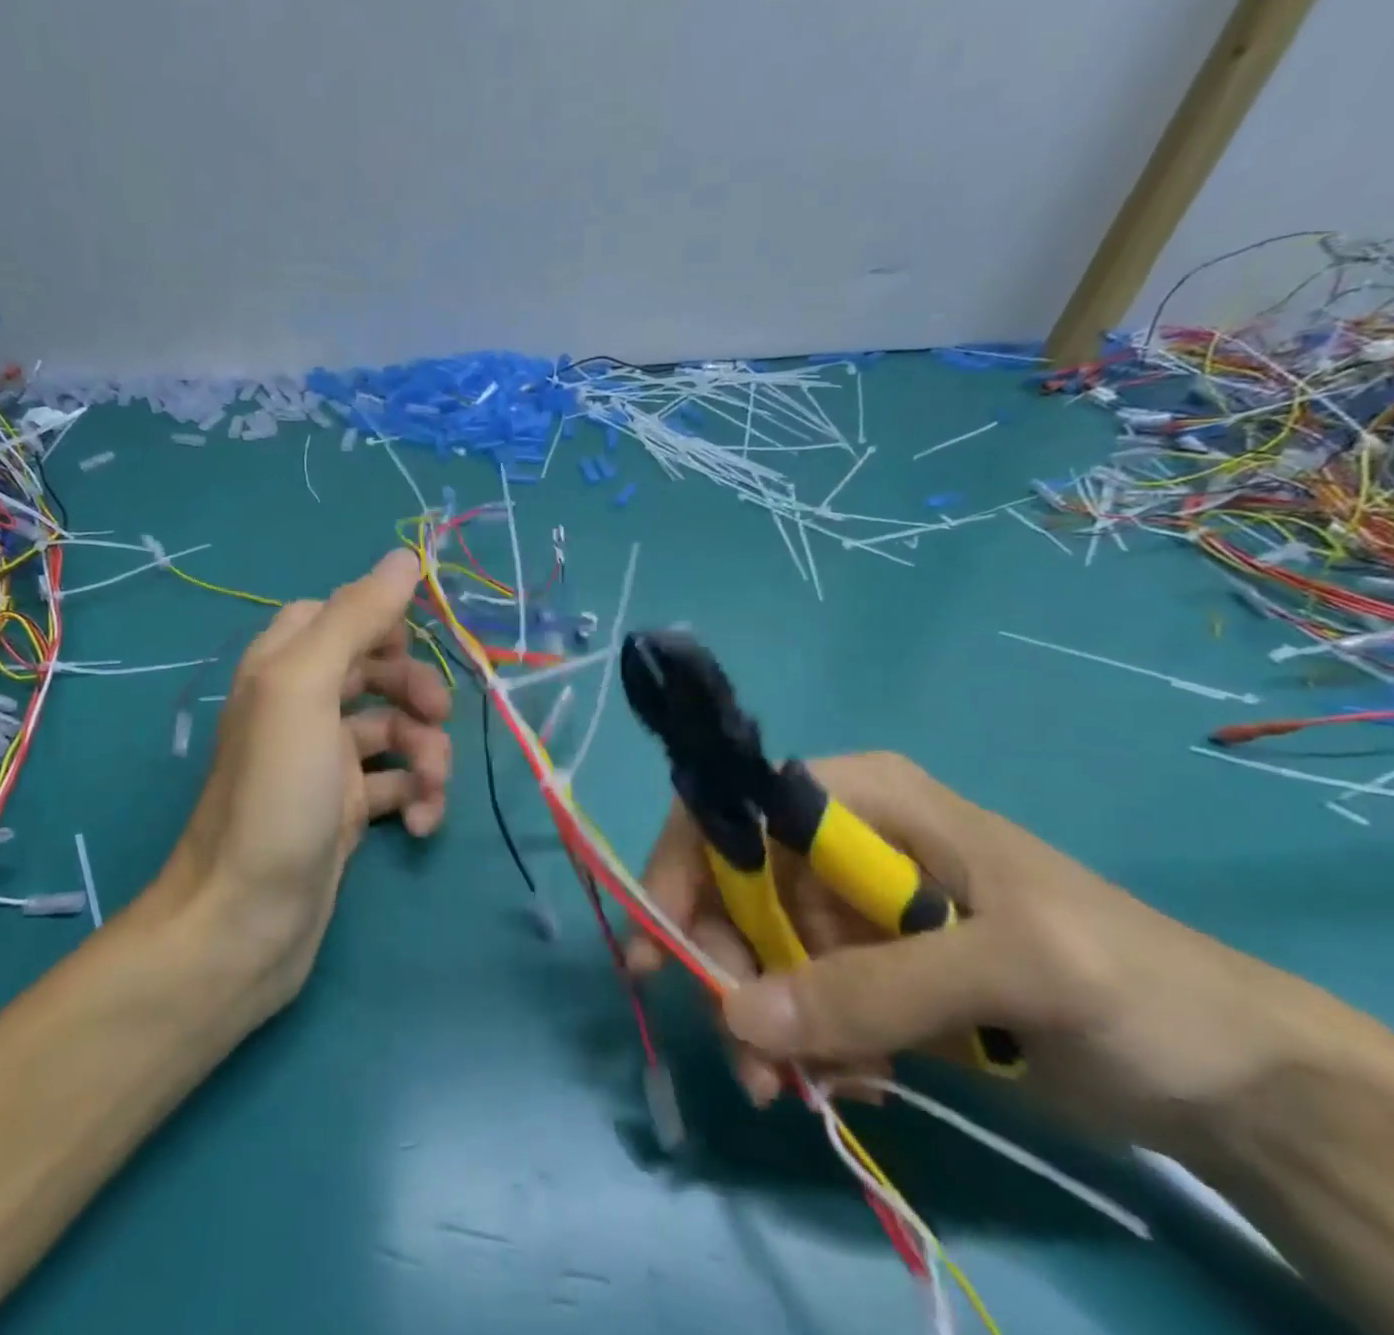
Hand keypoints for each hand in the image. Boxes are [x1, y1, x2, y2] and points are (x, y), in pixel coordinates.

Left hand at [165, 549, 451, 1006]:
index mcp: (282, 668)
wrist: (245, 923)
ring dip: (425, 752)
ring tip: (432, 788)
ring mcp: (323, 763)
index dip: (379, 621)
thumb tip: (403, 557)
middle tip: (437, 716)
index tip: (415, 642)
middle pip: (373, 670)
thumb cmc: (276, 795)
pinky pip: (395, 785)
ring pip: (393, 730)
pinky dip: (417, 797)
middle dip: (414, 689)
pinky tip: (422, 825)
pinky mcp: (344, 812)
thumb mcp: (307, 689)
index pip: (335, 615)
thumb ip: (354, 618)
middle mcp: (299, 708)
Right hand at [627, 751, 1313, 1151]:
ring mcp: (849, 909)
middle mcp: (839, 843)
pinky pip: (798, 998)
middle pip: (732, 886)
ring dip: (763, 1020)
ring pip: (757, 949)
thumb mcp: (1008, 971)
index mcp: (861, 797)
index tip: (660, 943)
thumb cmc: (1127, 982)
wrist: (1227, 1077)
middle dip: (726, 965)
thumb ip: (870, 988)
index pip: (734, 808)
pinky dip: (807, 1045)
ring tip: (788, 1090)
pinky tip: (853, 1084)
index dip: (685, 864)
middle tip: (741, 1053)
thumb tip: (736, 1016)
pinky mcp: (865, 970)